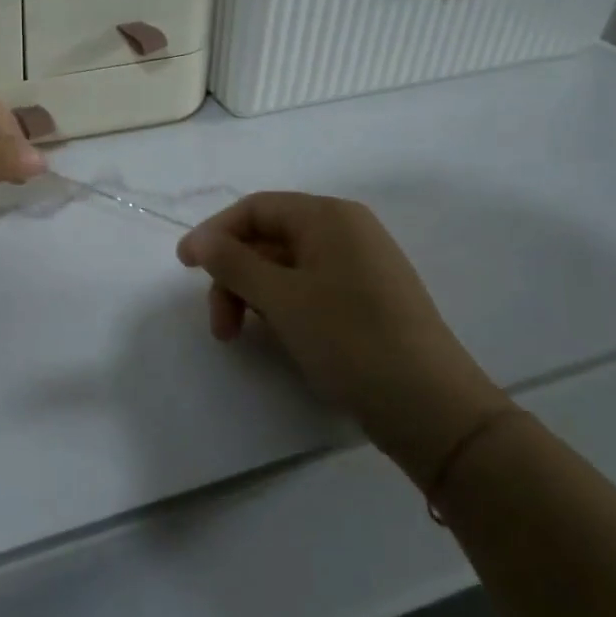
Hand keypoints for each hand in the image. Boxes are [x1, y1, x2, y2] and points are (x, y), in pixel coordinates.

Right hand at [177, 192, 508, 486]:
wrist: (431, 408)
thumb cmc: (350, 340)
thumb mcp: (281, 298)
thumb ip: (233, 263)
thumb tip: (200, 240)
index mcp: (329, 217)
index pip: (255, 208)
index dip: (214, 233)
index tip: (183, 268)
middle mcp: (346, 231)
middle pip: (267, 239)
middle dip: (234, 277)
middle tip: (219, 325)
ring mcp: (360, 266)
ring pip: (285, 268)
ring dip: (253, 296)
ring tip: (241, 338)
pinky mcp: (367, 299)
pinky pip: (309, 288)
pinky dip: (282, 307)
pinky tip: (277, 336)